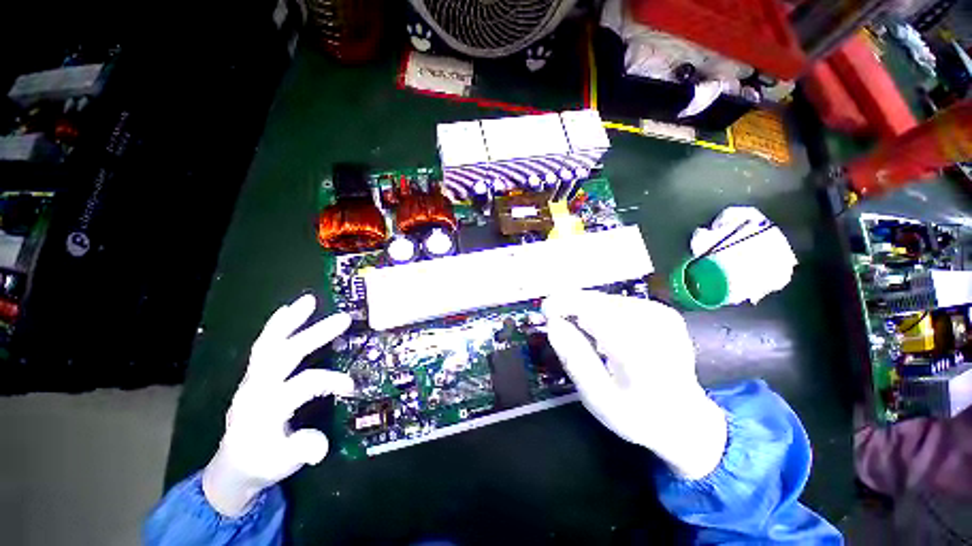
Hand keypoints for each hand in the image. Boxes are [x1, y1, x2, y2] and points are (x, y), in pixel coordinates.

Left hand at [202, 294, 353, 515]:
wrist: (233, 465)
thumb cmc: (261, 463)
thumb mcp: (281, 465)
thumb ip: (300, 451)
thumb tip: (320, 445)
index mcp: (266, 409)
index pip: (303, 385)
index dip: (329, 381)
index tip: (352, 385)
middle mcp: (257, 388)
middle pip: (286, 354)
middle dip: (316, 334)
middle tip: (344, 318)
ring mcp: (252, 378)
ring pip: (269, 343)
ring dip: (290, 320)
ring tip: (309, 300)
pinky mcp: (253, 374)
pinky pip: (263, 345)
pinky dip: (275, 326)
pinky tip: (286, 310)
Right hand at [542, 291, 726, 479]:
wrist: (685, 420)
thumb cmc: (636, 415)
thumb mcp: (597, 398)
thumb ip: (574, 359)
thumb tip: (553, 323)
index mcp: (638, 350)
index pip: (593, 310)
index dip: (563, 303)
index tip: (546, 311)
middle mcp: (653, 324)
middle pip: (597, 301)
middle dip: (572, 307)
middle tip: (560, 326)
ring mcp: (661, 315)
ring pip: (606, 299)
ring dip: (587, 311)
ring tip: (586, 337)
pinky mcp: (662, 312)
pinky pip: (618, 302)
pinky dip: (603, 312)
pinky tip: (605, 333)